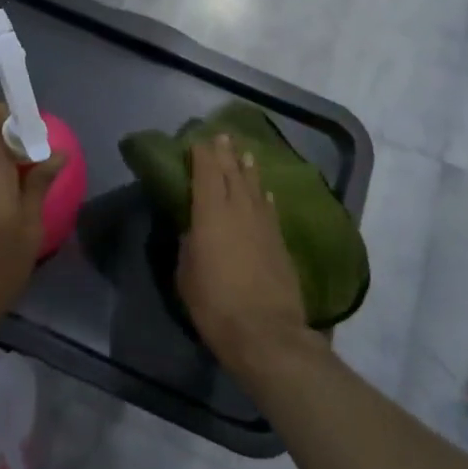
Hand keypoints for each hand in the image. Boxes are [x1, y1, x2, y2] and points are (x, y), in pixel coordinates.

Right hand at [178, 135, 311, 380]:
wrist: (265, 332)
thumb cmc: (214, 304)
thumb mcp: (186, 274)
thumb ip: (189, 245)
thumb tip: (194, 230)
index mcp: (210, 214)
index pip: (206, 173)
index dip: (202, 154)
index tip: (198, 141)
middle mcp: (238, 210)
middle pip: (232, 173)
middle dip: (225, 153)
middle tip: (222, 136)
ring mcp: (263, 224)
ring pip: (254, 187)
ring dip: (248, 169)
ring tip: (245, 154)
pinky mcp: (280, 241)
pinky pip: (270, 209)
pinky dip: (265, 196)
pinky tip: (265, 192)